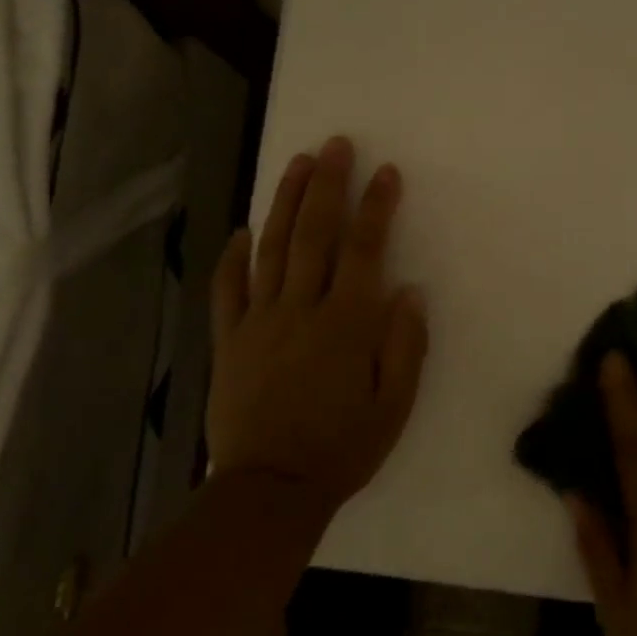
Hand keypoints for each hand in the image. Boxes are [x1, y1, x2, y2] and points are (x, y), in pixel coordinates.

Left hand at [206, 135, 428, 518]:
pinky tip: (240, 230)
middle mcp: (301, 310)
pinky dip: (233, 258)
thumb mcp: (395, 406)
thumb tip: (408, 291)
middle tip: (336, 145)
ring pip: (271, 249)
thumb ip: (405, 345)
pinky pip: (228, 291)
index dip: (376, 207)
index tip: (386, 172)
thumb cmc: (342, 449)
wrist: (270, 490)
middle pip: (314, 234)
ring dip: (284, 202)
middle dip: (327, 185)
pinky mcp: (229, 341)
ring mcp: (259, 322)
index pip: (365, 250)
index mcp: (346, 324)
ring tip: (296, 163)